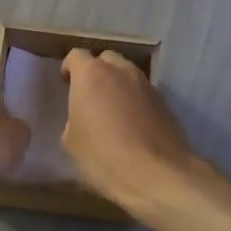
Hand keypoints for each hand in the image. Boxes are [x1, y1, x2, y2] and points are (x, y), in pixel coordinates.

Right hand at [60, 50, 203, 211]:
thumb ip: (73, 117)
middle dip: (96, 72)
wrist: (157, 174)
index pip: (76, 56)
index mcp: (91, 74)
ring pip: (127, 74)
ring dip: (118, 85)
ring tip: (112, 110)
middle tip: (90, 96)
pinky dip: (135, 101)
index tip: (66, 84)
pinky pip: (143, 92)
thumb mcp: (71, 141)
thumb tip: (83, 116)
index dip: (69, 68)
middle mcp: (120, 70)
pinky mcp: (165, 101)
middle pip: (105, 59)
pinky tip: (132, 125)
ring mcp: (146, 84)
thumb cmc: (103, 156)